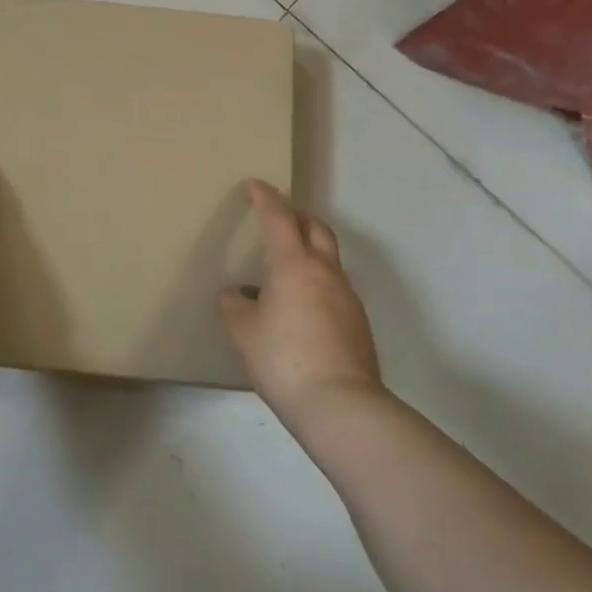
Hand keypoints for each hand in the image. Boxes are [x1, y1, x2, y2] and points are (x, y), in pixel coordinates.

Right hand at [219, 180, 386, 430]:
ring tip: (285, 269)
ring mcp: (347, 298)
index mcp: (294, 264)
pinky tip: (301, 308)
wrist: (342, 406)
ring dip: (309, 251)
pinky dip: (317, 283)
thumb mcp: (243, 331)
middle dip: (298, 216)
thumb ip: (233, 306)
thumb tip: (236, 294)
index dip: (265, 198)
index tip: (255, 185)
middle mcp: (325, 272)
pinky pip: (334, 289)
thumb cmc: (284, 358)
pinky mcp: (358, 324)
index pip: (278, 218)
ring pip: (329, 259)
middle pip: (316, 228)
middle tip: (280, 216)